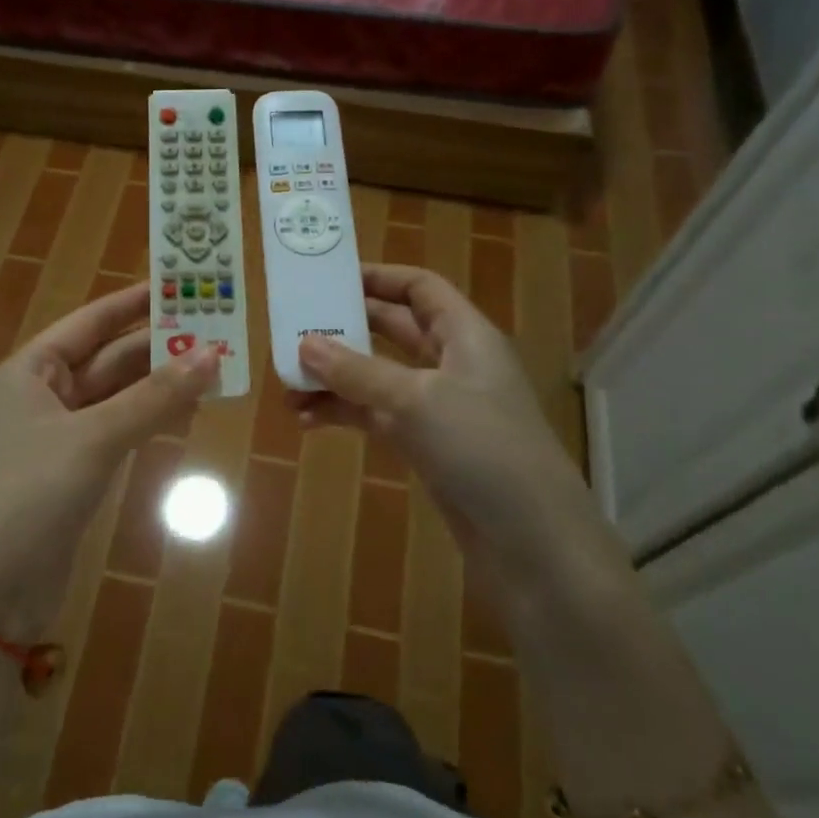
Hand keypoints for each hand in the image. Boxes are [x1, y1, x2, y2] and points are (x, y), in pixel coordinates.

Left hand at [0, 282, 217, 638]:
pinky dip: (150, 421)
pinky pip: (119, 431)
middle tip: (215, 332)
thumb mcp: (94, 438)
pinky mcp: (73, 473)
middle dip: (158, 348)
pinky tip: (186, 415)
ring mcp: (58, 436)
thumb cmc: (29, 495)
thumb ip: (154, 396)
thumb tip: (212, 353)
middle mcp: (42, 395)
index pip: (90, 322)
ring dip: (160, 386)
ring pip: (118, 397)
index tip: (179, 285)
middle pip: (108, 359)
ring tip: (214, 372)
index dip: (134, 303)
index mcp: (30, 370)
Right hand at [291, 264, 592, 588]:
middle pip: (394, 330)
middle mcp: (453, 364)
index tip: (328, 278)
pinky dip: (345, 414)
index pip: (420, 288)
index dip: (379, 277)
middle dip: (346, 330)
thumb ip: (357, 370)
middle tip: (295, 330)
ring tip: (288, 387)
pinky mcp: (427, 445)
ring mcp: (440, 407)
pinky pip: (378, 416)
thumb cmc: (481, 447)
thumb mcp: (414, 400)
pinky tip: (307, 422)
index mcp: (465, 335)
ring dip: (336, 379)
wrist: (530, 540)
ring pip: (379, 377)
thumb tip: (304, 344)